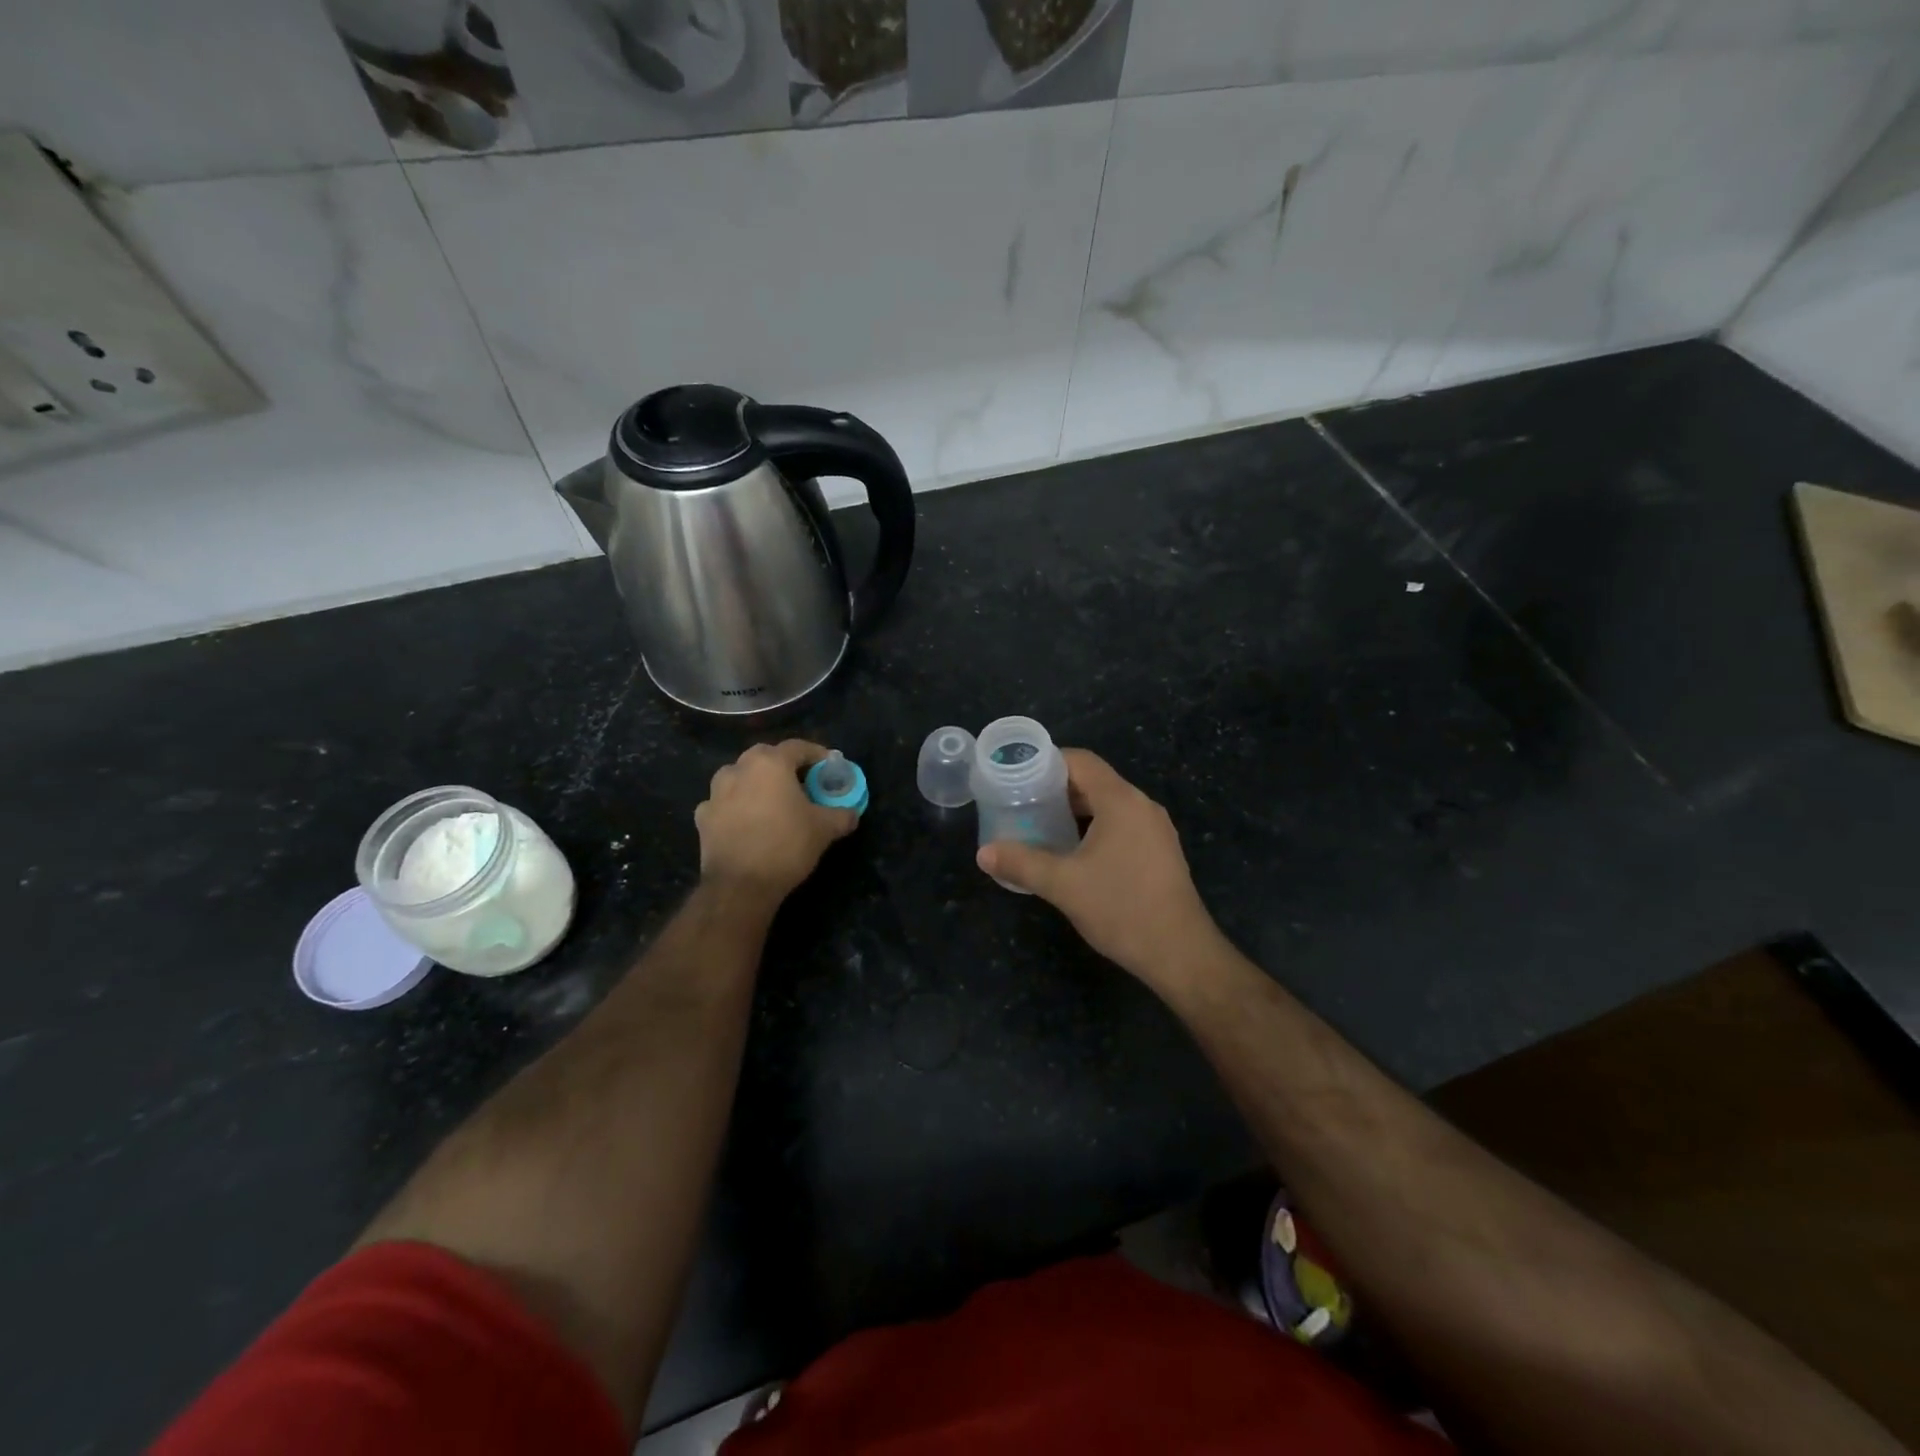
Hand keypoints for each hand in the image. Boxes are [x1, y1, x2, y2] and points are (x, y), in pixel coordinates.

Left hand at [696, 741, 857, 899]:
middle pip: (765, 757)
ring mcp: (716, 793)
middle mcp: (739, 769)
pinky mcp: (703, 817)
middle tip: (800, 782)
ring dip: (755, 783)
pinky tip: (746, 822)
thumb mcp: (825, 829)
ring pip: (739, 776)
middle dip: (783, 765)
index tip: (829, 766)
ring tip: (771, 801)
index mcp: (770, 764)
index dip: (816, 754)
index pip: (797, 747)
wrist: (740, 885)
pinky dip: (736, 806)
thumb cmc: (786, 845)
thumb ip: (842, 815)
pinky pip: (723, 803)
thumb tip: (851, 813)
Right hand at [976, 749, 1221, 985]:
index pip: (1081, 761)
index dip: (1046, 762)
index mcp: (1121, 801)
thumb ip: (1021, 863)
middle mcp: (1142, 806)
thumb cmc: (1121, 908)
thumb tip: (983, 853)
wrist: (1180, 953)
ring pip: (1108, 805)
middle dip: (1056, 789)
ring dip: (1075, 811)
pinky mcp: (1160, 852)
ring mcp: (1155, 829)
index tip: (1016, 775)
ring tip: (1040, 825)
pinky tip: (1072, 852)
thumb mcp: (1063, 885)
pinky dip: (1094, 828)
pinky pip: (1121, 825)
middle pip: (1094, 781)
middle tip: (1021, 802)